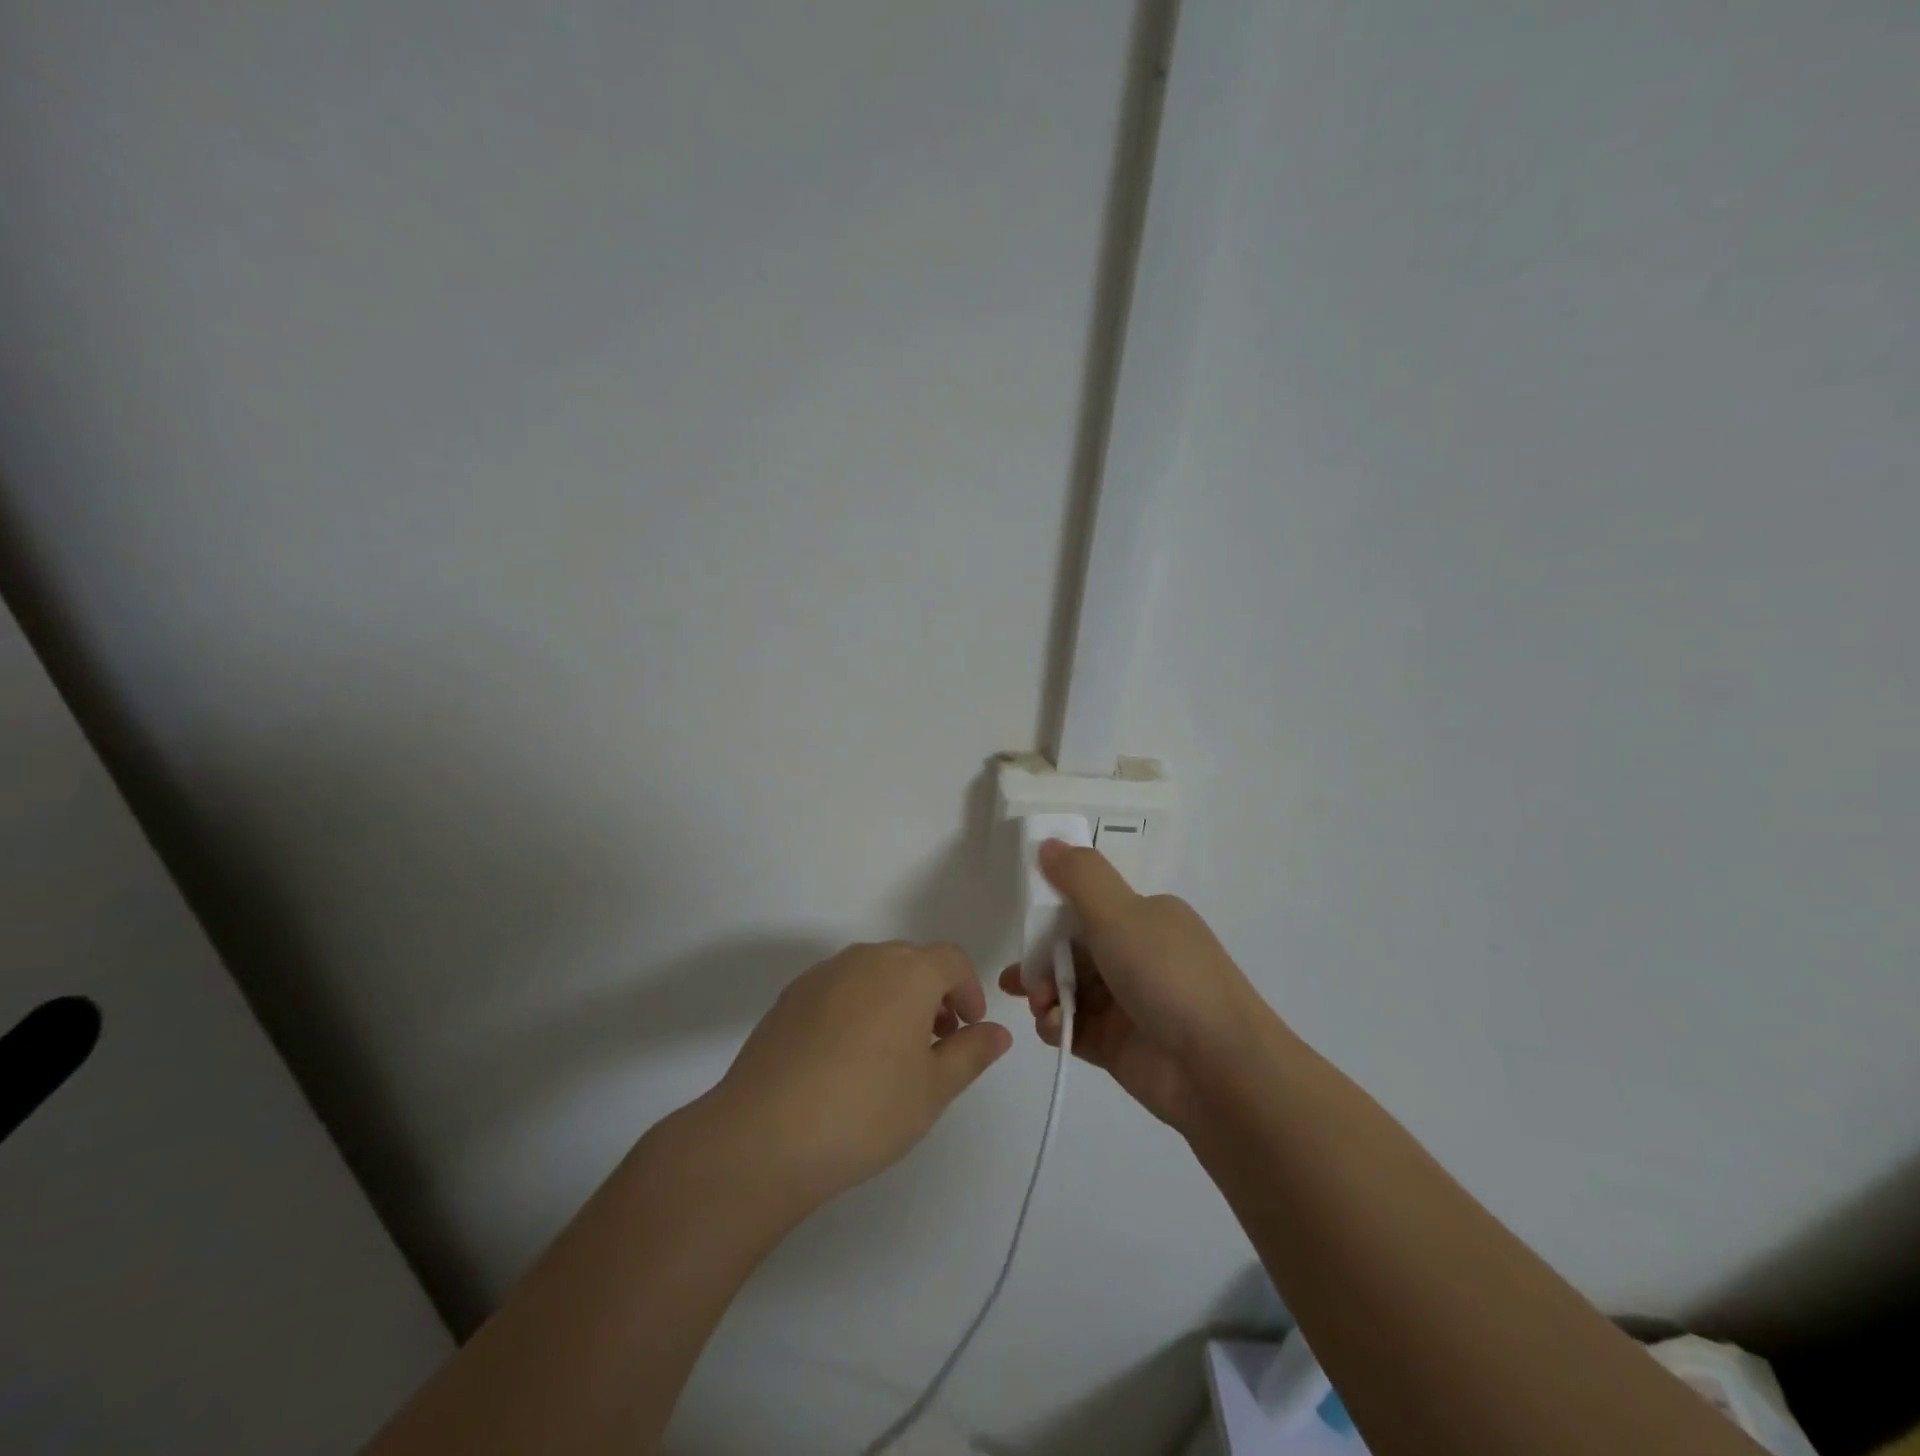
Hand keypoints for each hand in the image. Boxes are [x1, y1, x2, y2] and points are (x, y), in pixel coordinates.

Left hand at [705, 942, 1011, 1211]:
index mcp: (908, 971)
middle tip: (936, 1047)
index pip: (952, 960)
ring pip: (873, 973)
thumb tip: (997, 1032)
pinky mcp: (790, 997)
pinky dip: (857, 1009)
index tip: (969, 1030)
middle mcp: (865, 958)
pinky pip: (839, 989)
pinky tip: (846, 1060)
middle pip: (912, 962)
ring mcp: (822, 975)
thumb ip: (971, 1053)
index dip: (969, 991)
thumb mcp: (933, 1089)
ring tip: (891, 1057)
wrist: (764, 1134)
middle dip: (933, 996)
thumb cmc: (866, 1109)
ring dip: (894, 1000)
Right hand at [1000, 842, 1267, 1129]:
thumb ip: (1080, 876)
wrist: (1221, 1070)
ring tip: (1039, 1005)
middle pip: (1073, 949)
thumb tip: (1048, 842)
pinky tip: (1053, 1028)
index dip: (1052, 913)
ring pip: (1070, 989)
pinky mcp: (1119, 1045)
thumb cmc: (1168, 977)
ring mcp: (1129, 1003)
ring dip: (1045, 993)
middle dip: (1041, 959)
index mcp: (1146, 917)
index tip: (1025, 925)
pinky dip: (1057, 1025)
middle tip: (1020, 977)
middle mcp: (1139, 955)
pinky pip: (1074, 1027)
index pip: (1088, 905)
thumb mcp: (1121, 913)